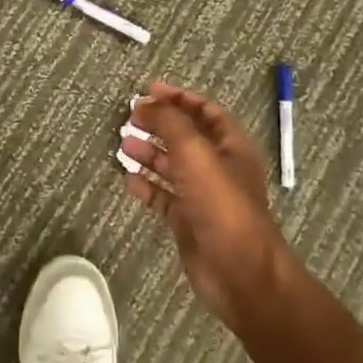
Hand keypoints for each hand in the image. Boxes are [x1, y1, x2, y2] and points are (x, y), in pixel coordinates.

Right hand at [122, 81, 293, 327]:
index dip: (179, 98)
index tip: (148, 91)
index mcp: (230, 145)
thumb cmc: (221, 204)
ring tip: (122, 144)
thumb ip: (170, 122)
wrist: (239, 271)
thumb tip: (146, 103)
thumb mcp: (194, 152)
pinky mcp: (189, 221)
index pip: (205, 111)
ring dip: (149, 153)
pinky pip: (164, 197)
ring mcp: (203, 196)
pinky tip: (128, 180)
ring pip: (172, 166)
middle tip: (129, 118)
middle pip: (186, 137)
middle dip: (159, 125)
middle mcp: (218, 167)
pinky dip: (147, 186)